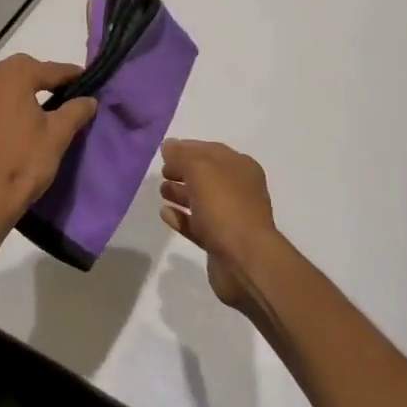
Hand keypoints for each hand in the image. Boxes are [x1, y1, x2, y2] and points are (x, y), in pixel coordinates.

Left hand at [0, 55, 97, 233]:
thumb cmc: (23, 165)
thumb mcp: (58, 137)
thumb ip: (75, 111)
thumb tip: (88, 99)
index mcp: (10, 78)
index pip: (47, 69)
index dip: (68, 74)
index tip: (83, 79)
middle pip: (14, 73)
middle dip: (36, 79)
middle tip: (55, 94)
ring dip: (6, 96)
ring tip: (21, 113)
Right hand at [158, 139, 289, 320]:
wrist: (245, 261)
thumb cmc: (225, 207)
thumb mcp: (201, 171)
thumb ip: (182, 156)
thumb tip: (168, 145)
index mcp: (240, 167)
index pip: (211, 150)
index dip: (187, 148)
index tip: (164, 151)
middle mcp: (238, 190)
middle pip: (206, 175)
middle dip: (182, 171)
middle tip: (162, 172)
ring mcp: (230, 217)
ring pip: (201, 200)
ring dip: (180, 193)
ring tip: (161, 191)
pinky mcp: (220, 242)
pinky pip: (197, 224)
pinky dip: (181, 217)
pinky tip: (165, 214)